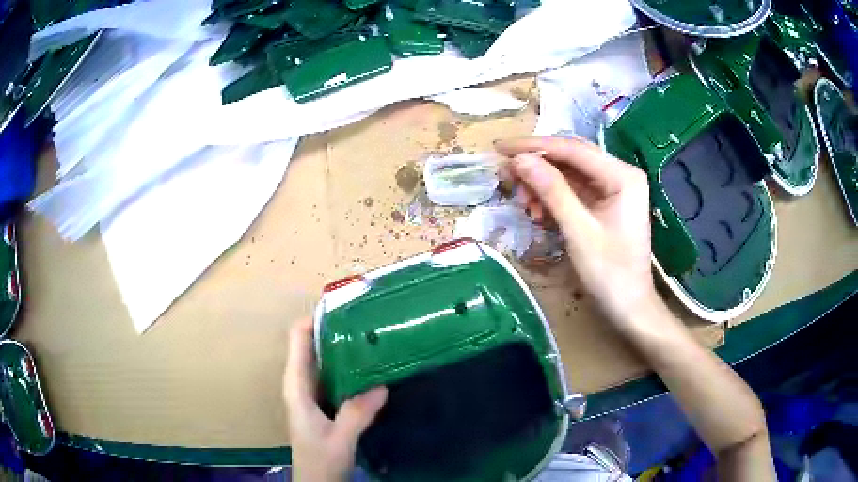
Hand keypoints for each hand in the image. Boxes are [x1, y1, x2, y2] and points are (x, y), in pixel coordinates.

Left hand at [284, 317, 387, 481]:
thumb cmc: (320, 461)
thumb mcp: (340, 438)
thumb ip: (357, 413)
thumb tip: (382, 382)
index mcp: (297, 387)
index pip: (298, 339)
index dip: (315, 319)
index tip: (344, 307)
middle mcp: (302, 385)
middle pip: (312, 346)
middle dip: (335, 331)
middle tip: (367, 319)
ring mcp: (313, 395)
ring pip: (325, 361)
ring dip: (344, 349)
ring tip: (373, 337)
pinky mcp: (324, 405)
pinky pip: (335, 377)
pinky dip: (350, 368)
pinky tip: (371, 369)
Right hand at [495, 136, 657, 329]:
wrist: (629, 308)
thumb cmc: (610, 274)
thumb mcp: (579, 231)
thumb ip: (551, 191)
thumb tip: (519, 160)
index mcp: (622, 176)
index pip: (572, 149)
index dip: (534, 146)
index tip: (500, 148)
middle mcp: (619, 174)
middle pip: (570, 157)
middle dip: (536, 164)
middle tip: (505, 175)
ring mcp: (613, 189)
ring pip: (569, 174)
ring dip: (542, 184)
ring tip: (523, 203)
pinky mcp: (605, 203)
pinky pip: (573, 191)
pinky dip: (552, 198)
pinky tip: (538, 212)